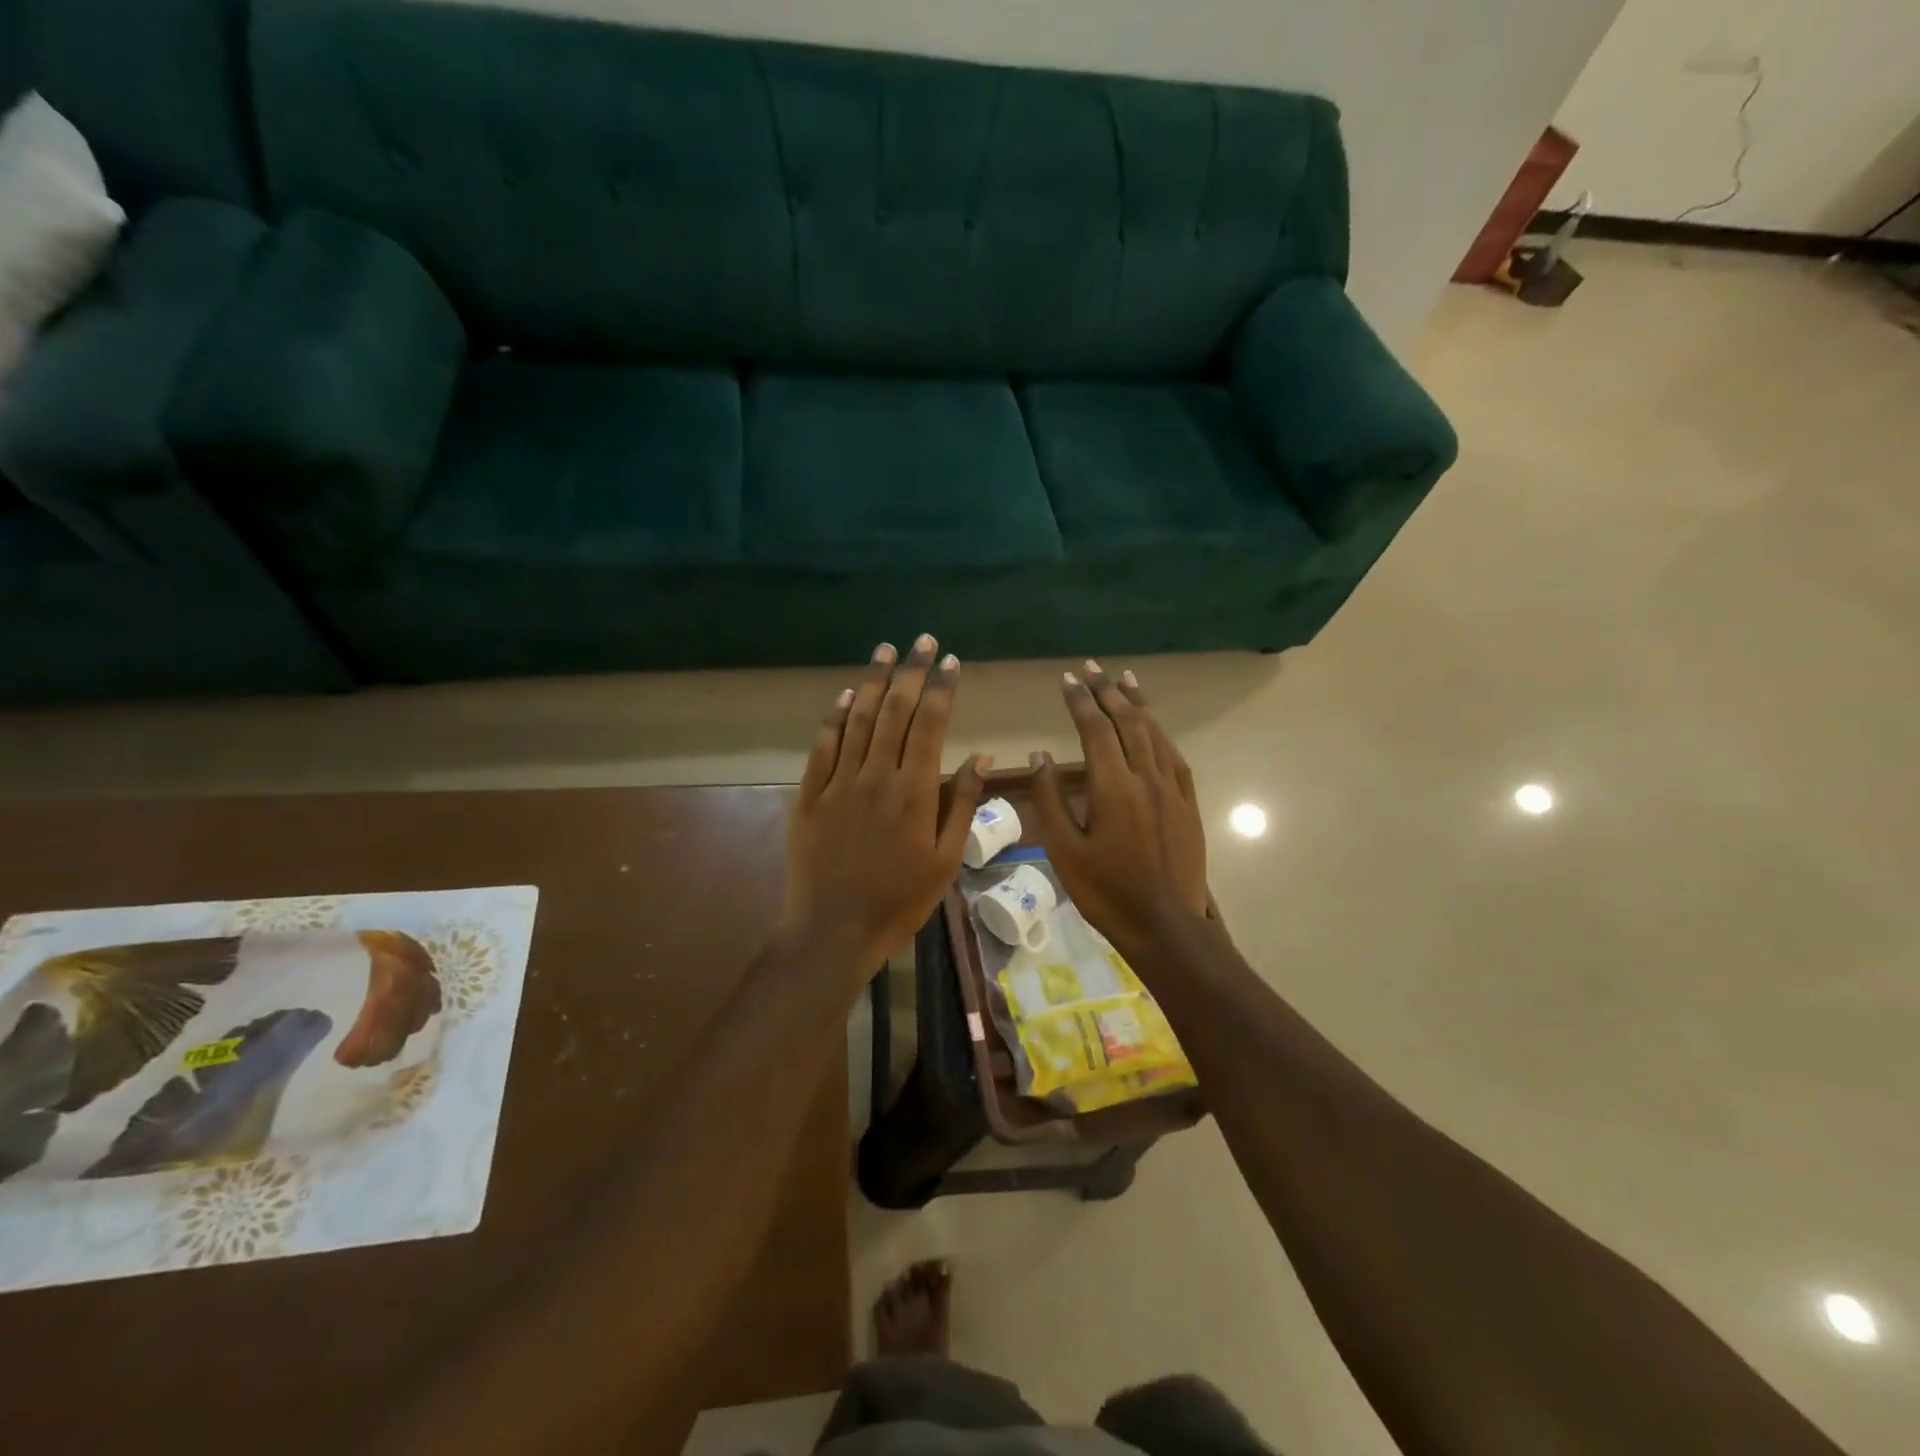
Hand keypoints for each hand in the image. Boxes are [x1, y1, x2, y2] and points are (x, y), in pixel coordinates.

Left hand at [781, 635, 989, 975]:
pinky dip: (834, 717)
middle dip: (911, 672)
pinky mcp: (808, 796)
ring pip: (856, 720)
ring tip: (885, 651)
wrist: (833, 930)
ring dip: (873, 682)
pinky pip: (822, 747)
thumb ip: (962, 804)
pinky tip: (844, 695)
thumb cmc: (899, 900)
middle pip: (894, 711)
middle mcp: (875, 776)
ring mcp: (837, 783)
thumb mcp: (945, 860)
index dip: (941, 688)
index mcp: (913, 791)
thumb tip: (981, 757)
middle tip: (922, 640)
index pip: (930, 725)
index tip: (951, 660)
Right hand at [1028, 662, 1209, 956]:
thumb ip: (1049, 799)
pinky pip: (1174, 756)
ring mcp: (1171, 789)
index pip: (1095, 729)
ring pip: (1154, 733)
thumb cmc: (1106, 891)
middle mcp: (1145, 777)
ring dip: (1137, 704)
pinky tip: (1154, 726)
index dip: (1080, 700)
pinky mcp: (1188, 803)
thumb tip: (1040, 756)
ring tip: (1124, 679)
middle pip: (1127, 722)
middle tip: (1092, 668)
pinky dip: (1161, 733)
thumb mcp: (1064, 850)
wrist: (1165, 924)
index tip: (1067, 679)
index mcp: (1112, 786)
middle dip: (1108, 691)